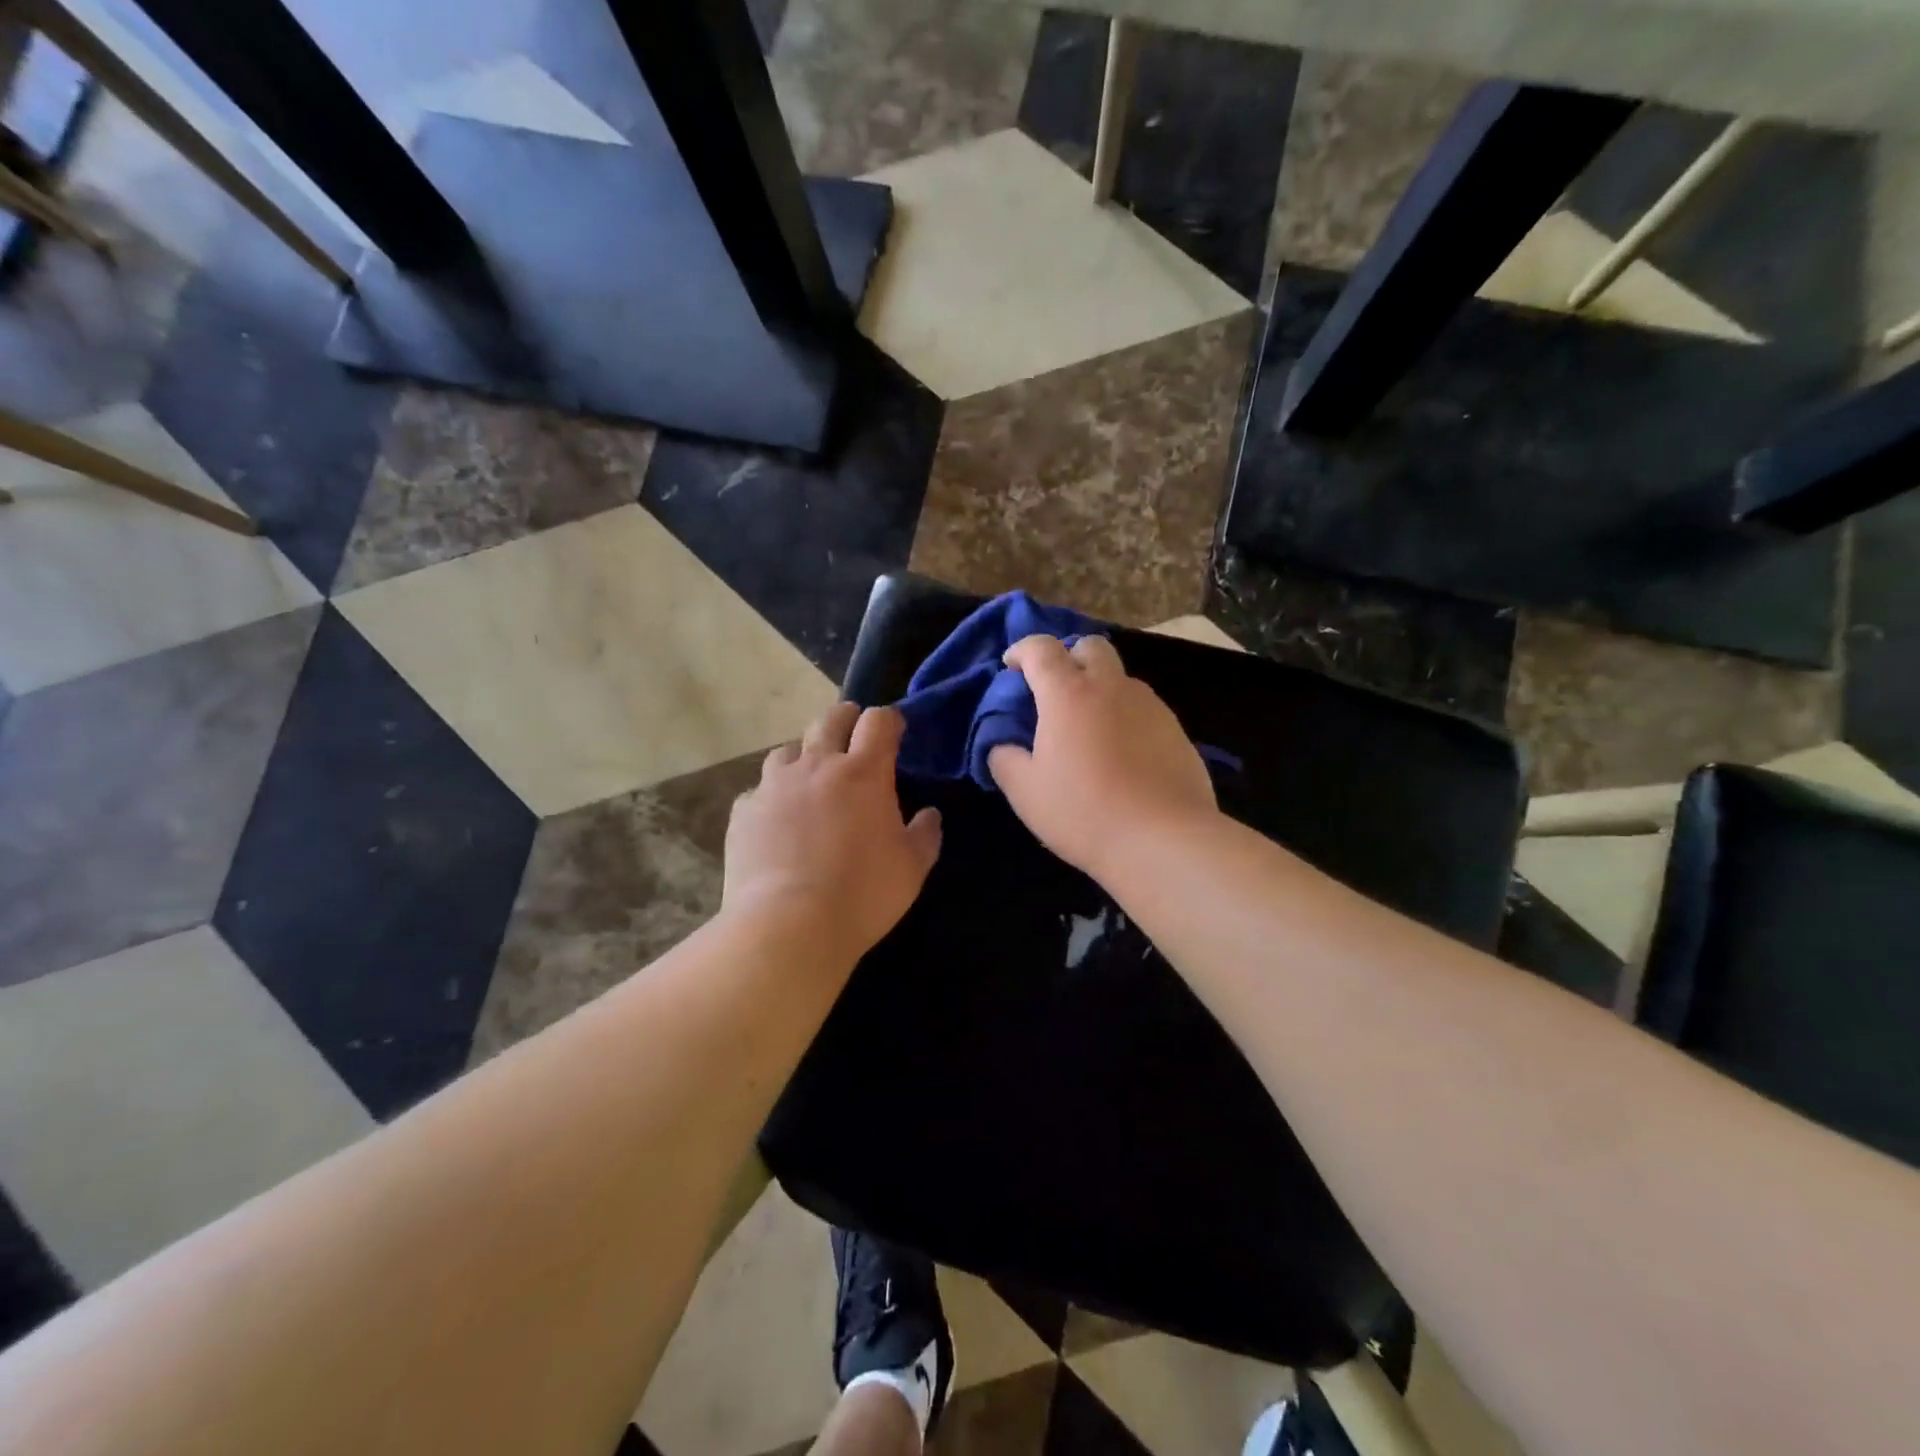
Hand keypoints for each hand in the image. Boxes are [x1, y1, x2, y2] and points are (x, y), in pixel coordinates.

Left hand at [724, 703, 942, 963]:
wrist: (788, 926)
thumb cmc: (863, 895)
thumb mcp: (912, 868)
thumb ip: (925, 834)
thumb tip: (928, 814)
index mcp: (864, 772)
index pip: (879, 721)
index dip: (889, 720)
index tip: (894, 733)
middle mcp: (817, 765)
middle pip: (831, 718)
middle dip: (846, 719)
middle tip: (853, 737)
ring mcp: (774, 785)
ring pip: (789, 750)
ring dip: (805, 757)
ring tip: (810, 780)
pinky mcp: (744, 810)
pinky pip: (759, 790)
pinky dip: (773, 797)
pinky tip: (777, 821)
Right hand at [988, 635, 1216, 878]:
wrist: (1164, 840)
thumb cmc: (1084, 812)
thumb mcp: (1025, 792)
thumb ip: (1004, 759)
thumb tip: (1003, 746)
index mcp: (1068, 694)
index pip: (1041, 648)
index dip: (1022, 650)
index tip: (1012, 668)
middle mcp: (1112, 687)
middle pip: (1091, 647)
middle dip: (1069, 657)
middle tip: (1056, 692)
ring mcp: (1151, 706)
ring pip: (1121, 679)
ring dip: (1100, 690)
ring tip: (1090, 732)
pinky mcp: (1177, 730)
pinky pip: (1144, 710)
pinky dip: (1125, 718)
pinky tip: (1123, 757)